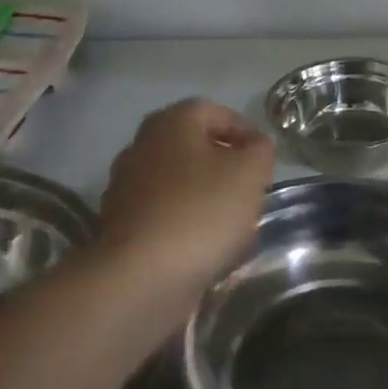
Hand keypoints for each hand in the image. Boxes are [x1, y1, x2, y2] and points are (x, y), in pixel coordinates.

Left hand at [98, 98, 273, 311]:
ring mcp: (127, 188)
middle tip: (252, 187)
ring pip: (180, 182)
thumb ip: (260, 149)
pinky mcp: (122, 226)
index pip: (214, 111)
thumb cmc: (202, 211)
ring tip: (236, 223)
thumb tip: (254, 145)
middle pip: (194, 147)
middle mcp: (141, 147)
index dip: (245, 129)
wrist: (142, 276)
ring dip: (208, 196)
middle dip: (226, 165)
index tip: (264, 157)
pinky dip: (188, 224)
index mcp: (170, 124)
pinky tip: (209, 247)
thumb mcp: (250, 171)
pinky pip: (166, 214)